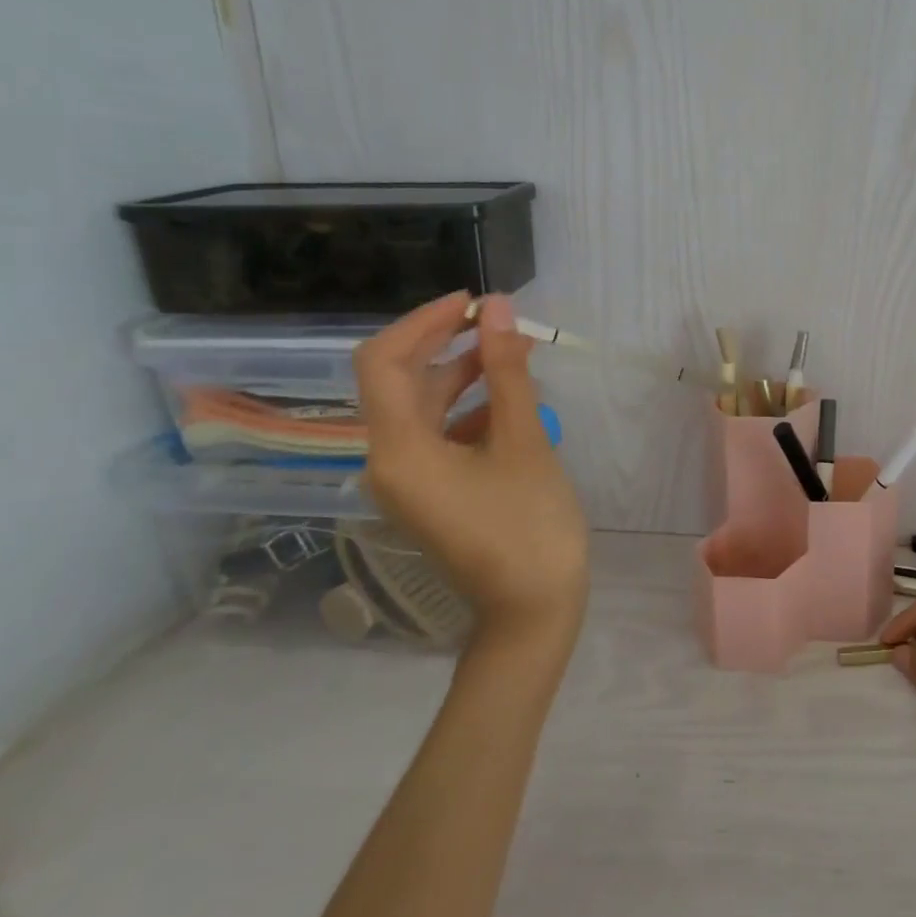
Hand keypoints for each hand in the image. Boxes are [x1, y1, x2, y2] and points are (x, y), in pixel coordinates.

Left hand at [355, 293, 588, 645]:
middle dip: (447, 344)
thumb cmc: (531, 526)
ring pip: (421, 409)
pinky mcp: (427, 494)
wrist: (531, 612)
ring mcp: (405, 482)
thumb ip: (506, 371)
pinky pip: (436, 436)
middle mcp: (387, 462)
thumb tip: (497, 309)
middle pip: (401, 382)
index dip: (423, 322)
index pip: (384, 361)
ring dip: (462, 375)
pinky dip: (467, 410)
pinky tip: (508, 404)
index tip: (473, 304)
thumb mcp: (524, 441)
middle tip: (501, 323)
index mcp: (399, 450)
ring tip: (513, 355)